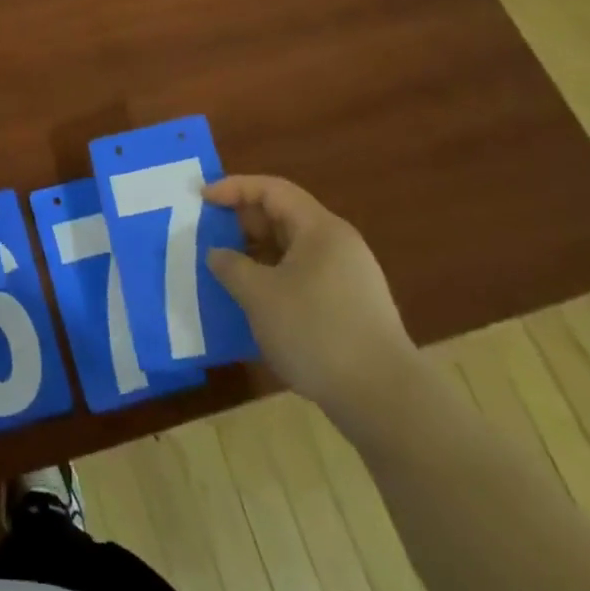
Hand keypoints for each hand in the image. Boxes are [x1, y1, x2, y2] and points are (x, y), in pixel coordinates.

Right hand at [204, 176, 418, 422]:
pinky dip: (275, 279)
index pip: (271, 190)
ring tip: (227, 271)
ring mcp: (349, 278)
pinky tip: (257, 304)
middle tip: (209, 235)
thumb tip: (218, 254)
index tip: (202, 199)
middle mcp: (338, 244)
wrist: (386, 401)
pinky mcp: (351, 309)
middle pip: (284, 217)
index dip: (234, 188)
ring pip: (293, 250)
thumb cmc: (317, 332)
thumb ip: (231, 266)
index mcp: (320, 229)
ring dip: (257, 255)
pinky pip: (304, 277)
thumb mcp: (260, 296)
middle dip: (243, 223)